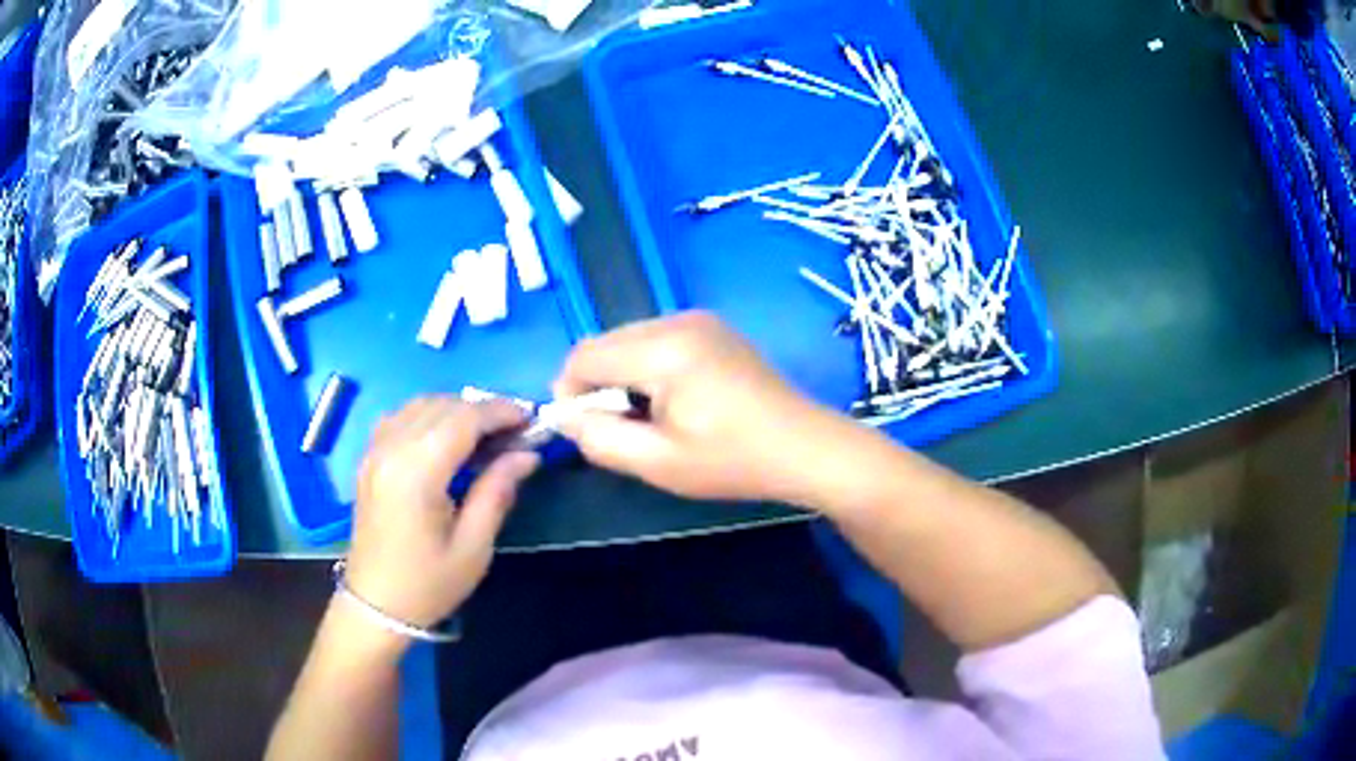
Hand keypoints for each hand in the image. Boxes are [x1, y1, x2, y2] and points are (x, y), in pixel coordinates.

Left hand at [344, 397, 538, 631]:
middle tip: (515, 433)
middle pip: (443, 405)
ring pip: (421, 404)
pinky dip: (429, 416)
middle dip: (483, 409)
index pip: (464, 418)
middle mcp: (391, 449)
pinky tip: (445, 439)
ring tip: (485, 435)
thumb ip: (497, 492)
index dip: (501, 412)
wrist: (375, 605)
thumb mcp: (473, 547)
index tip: (532, 421)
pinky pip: (401, 417)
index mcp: (417, 472)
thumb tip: (527, 455)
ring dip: (456, 410)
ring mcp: (375, 450)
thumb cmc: (428, 584)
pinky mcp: (369, 458)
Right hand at [554, 311, 843, 503]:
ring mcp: (699, 319)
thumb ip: (600, 438)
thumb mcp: (659, 463)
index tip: (592, 431)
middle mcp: (678, 319)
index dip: (571, 393)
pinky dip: (649, 369)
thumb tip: (566, 416)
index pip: (584, 355)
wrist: (805, 447)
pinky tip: (677, 401)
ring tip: (654, 418)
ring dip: (624, 377)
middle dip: (599, 385)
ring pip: (629, 341)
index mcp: (664, 348)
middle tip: (627, 429)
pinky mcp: (713, 328)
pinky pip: (656, 341)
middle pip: (606, 343)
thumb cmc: (733, 460)